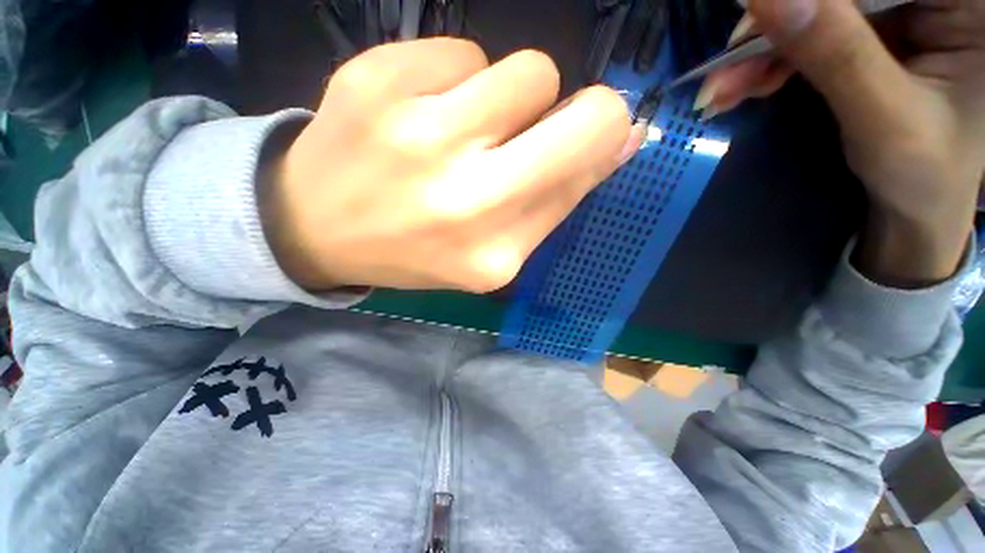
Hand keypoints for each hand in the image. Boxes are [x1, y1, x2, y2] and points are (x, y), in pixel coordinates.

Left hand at [262, 39, 639, 291]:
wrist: (316, 228)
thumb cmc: (415, 247)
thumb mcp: (492, 248)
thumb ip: (557, 197)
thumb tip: (624, 137)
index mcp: (494, 252)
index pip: (585, 171)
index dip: (600, 143)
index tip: (587, 137)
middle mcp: (465, 201)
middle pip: (581, 117)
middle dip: (584, 112)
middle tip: (540, 125)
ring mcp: (418, 136)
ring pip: (528, 71)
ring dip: (511, 96)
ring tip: (464, 130)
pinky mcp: (375, 80)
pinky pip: (462, 50)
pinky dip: (453, 78)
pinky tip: (416, 115)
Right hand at [704, 0, 984, 285]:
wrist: (920, 204)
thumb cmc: (924, 175)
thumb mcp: (885, 118)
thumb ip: (837, 52)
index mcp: (966, 8)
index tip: (749, 27)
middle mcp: (933, 0)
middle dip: (773, 27)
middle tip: (721, 76)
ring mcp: (899, 12)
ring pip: (813, 10)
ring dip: (760, 51)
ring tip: (720, 93)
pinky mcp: (871, 32)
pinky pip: (807, 32)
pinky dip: (768, 61)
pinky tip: (742, 87)